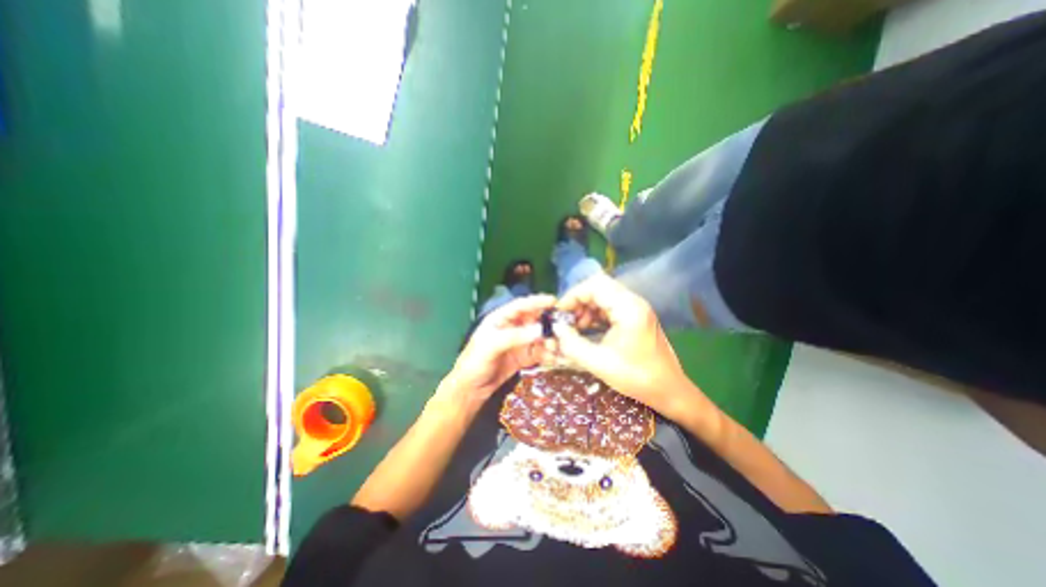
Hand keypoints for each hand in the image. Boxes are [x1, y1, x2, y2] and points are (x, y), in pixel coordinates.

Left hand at [437, 293, 558, 411]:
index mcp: (500, 319)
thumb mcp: (492, 346)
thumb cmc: (475, 362)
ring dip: (549, 339)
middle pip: (533, 320)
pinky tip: (555, 356)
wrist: (470, 389)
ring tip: (560, 344)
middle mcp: (511, 328)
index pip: (521, 306)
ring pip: (538, 336)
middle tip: (563, 326)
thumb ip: (515, 336)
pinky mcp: (523, 357)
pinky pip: (538, 352)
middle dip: (548, 322)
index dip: (537, 302)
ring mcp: (518, 343)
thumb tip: (541, 330)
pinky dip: (547, 353)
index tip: (553, 301)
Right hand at [547, 274, 710, 420]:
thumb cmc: (637, 378)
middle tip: (567, 320)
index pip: (595, 285)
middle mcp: (634, 302)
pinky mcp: (636, 316)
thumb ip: (572, 345)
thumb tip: (555, 329)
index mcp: (628, 309)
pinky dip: (595, 313)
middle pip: (599, 287)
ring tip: (575, 327)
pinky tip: (587, 329)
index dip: (573, 295)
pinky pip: (610, 305)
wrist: (669, 390)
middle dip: (578, 301)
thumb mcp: (599, 363)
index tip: (560, 313)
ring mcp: (636, 308)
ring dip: (586, 307)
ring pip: (604, 295)